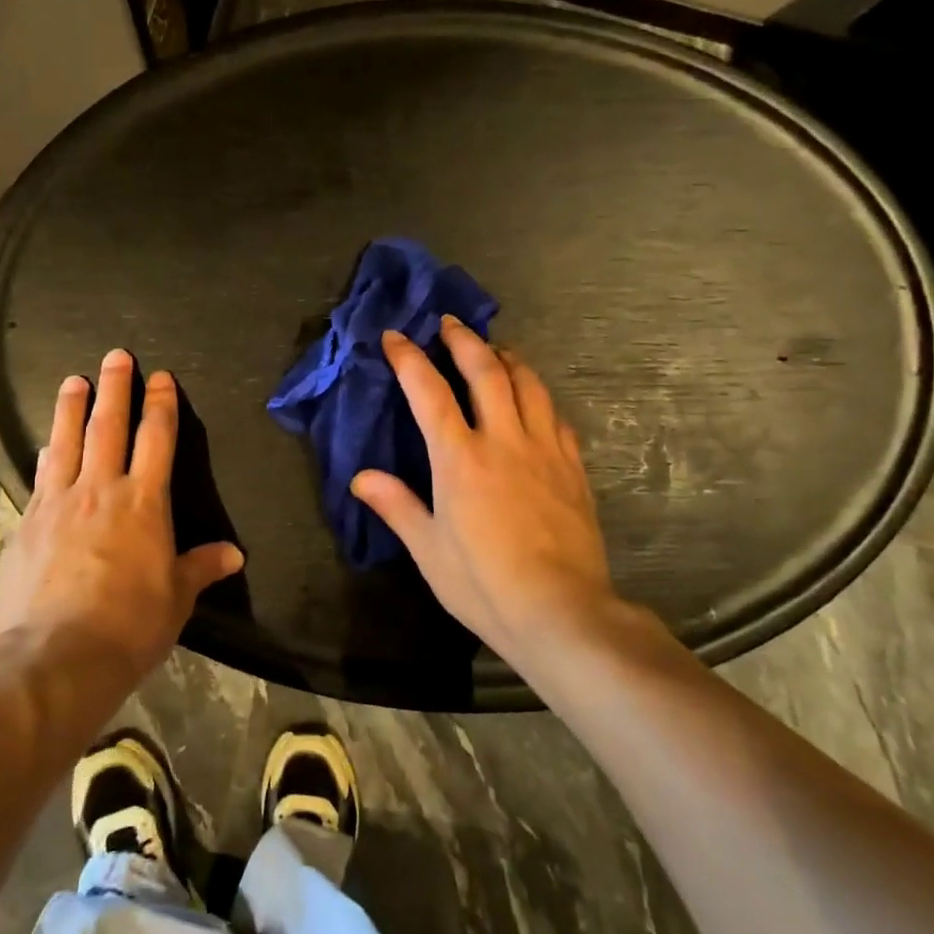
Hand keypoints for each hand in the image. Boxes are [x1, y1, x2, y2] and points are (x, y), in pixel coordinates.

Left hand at [0, 349, 243, 681]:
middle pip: (109, 425)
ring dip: (71, 407)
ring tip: (73, 380)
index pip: (157, 438)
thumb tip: (234, 554)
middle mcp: (101, 489)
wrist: (57, 655)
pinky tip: (45, 445)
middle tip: (116, 356)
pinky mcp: (26, 524)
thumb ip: (201, 567)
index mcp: (144, 501)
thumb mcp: (176, 597)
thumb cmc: (130, 624)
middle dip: (115, 387)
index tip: (160, 377)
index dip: (161, 403)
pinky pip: (39, 477)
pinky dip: (46, 454)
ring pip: (66, 441)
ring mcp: (58, 503)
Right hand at [351, 319, 622, 671]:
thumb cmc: (485, 584)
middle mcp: (503, 440)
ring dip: (507, 358)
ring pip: (528, 384)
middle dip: (464, 340)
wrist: (562, 611)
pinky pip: (555, 415)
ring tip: (494, 349)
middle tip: (449, 322)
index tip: (396, 336)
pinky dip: (539, 395)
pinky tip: (534, 399)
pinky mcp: (572, 466)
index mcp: (460, 459)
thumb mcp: (429, 551)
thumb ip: (396, 506)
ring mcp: (544, 450)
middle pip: (485, 371)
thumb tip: (360, 477)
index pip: (429, 392)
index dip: (409, 359)